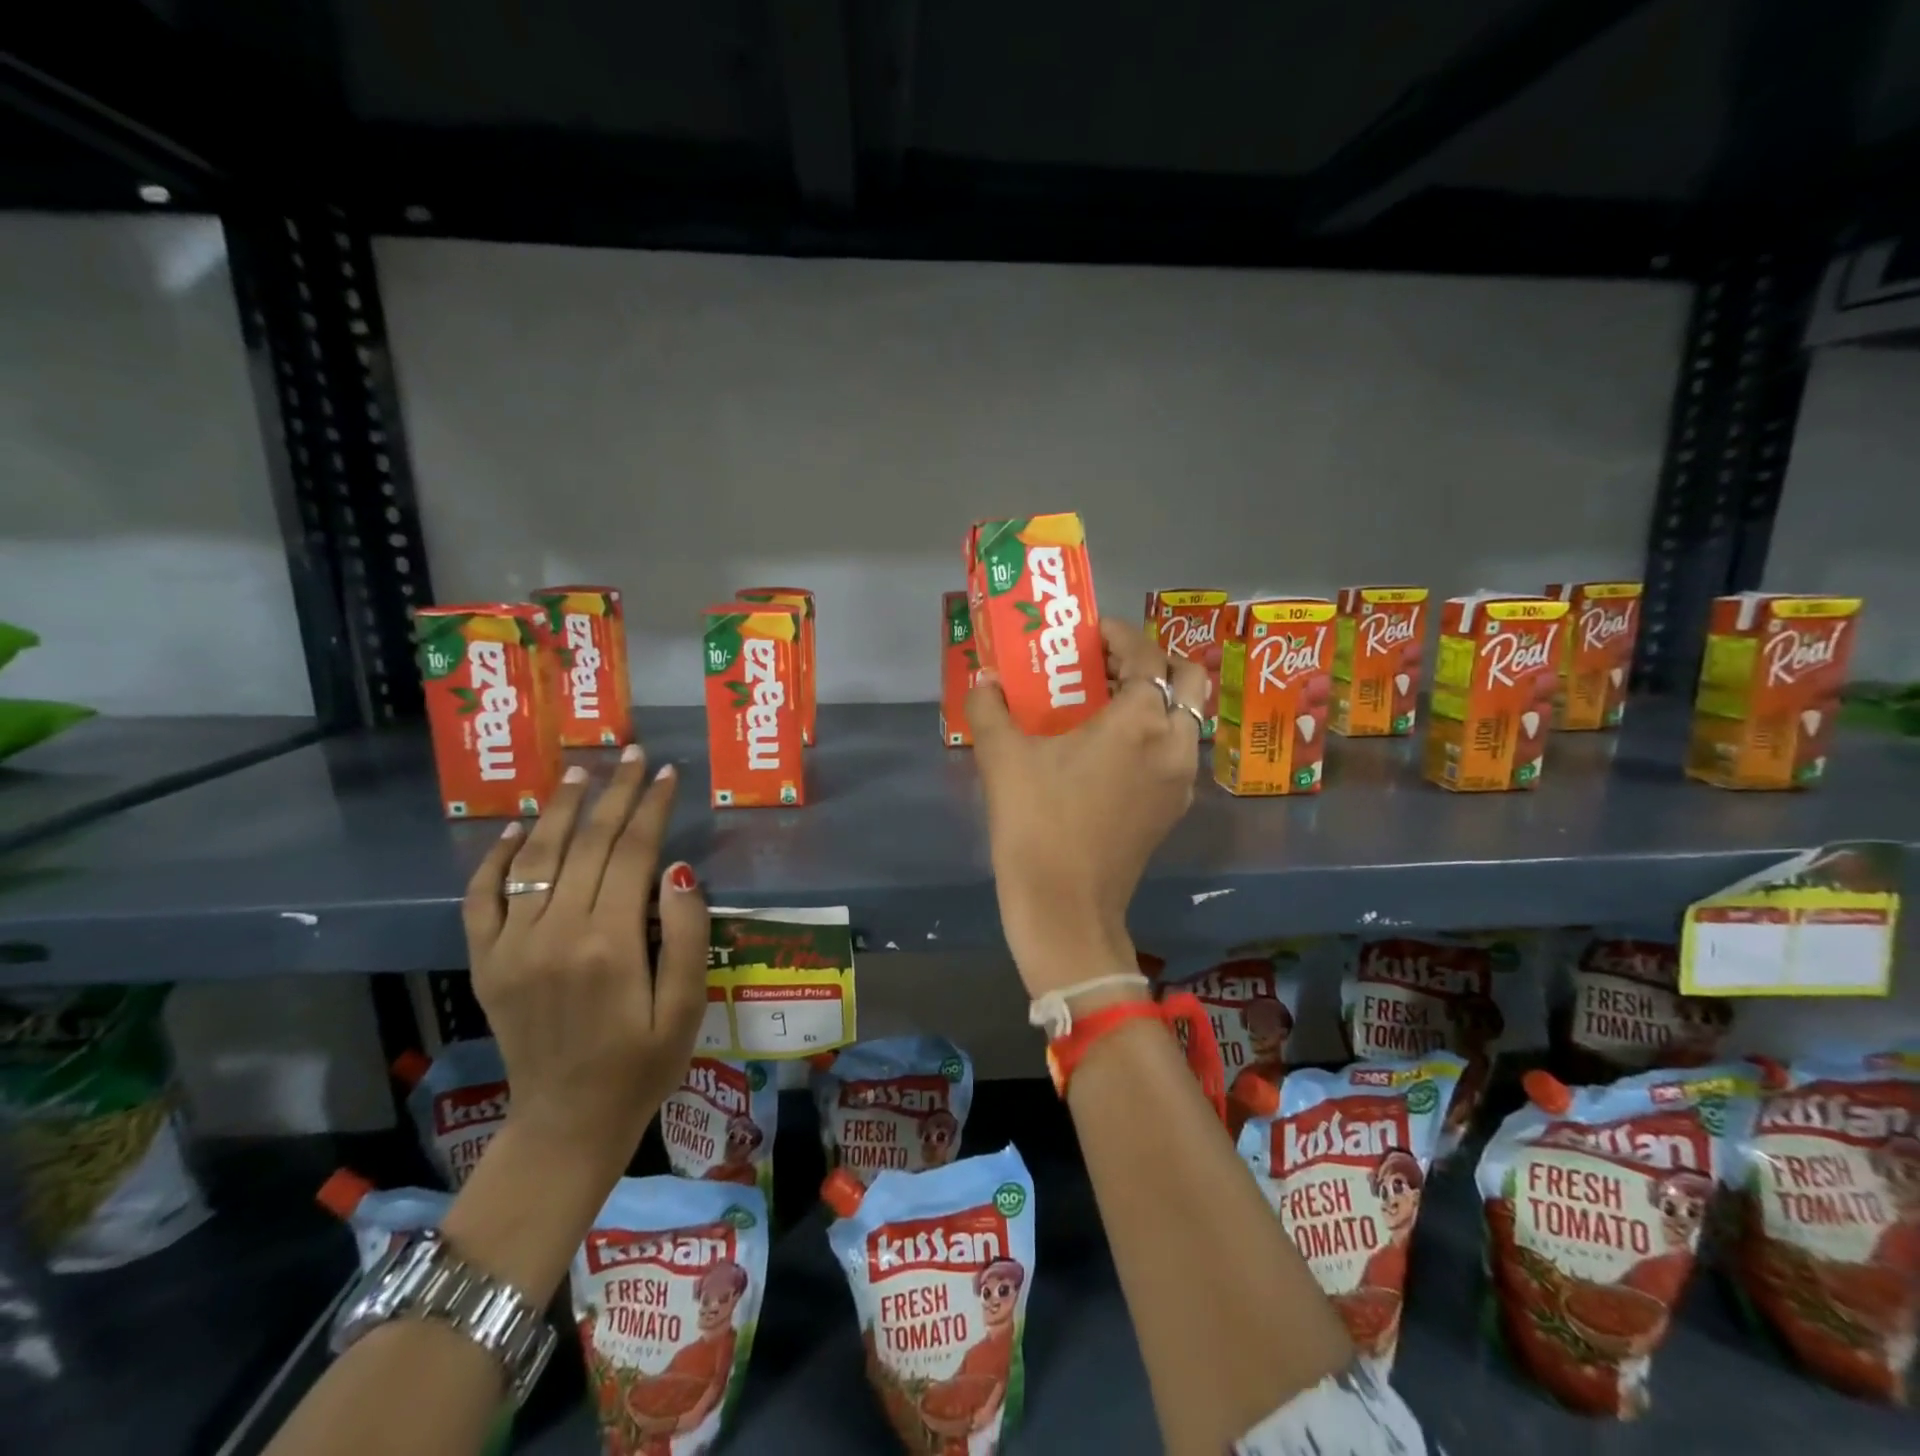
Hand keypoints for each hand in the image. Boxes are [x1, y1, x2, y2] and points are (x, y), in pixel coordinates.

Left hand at [462, 743, 708, 1182]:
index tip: (667, 772)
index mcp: (610, 943)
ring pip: (536, 858)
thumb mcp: (686, 1007)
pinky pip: (482, 898)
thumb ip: (685, 934)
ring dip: (561, 810)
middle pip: (589, 844)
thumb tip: (679, 868)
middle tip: (632, 753)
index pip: (635, 852)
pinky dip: (494, 858)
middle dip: (616, 793)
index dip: (653, 807)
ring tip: (581, 772)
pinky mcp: (487, 963)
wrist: (567, 1124)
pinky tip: (514, 829)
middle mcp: (556, 933)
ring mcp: (513, 946)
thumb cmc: (642, 1065)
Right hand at [966, 619, 1207, 997]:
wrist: (1064, 907)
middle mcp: (1174, 742)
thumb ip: (989, 708)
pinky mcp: (1174, 808)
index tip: (1092, 634)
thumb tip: (984, 680)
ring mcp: (1181, 778)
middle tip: (1109, 667)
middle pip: (1188, 679)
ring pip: (1188, 717)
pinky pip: (1178, 751)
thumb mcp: (1002, 759)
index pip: (1146, 654)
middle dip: (1153, 662)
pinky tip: (1114, 750)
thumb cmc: (1035, 823)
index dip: (1121, 635)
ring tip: (1110, 705)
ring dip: (1159, 698)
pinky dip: (1158, 733)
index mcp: (1139, 720)